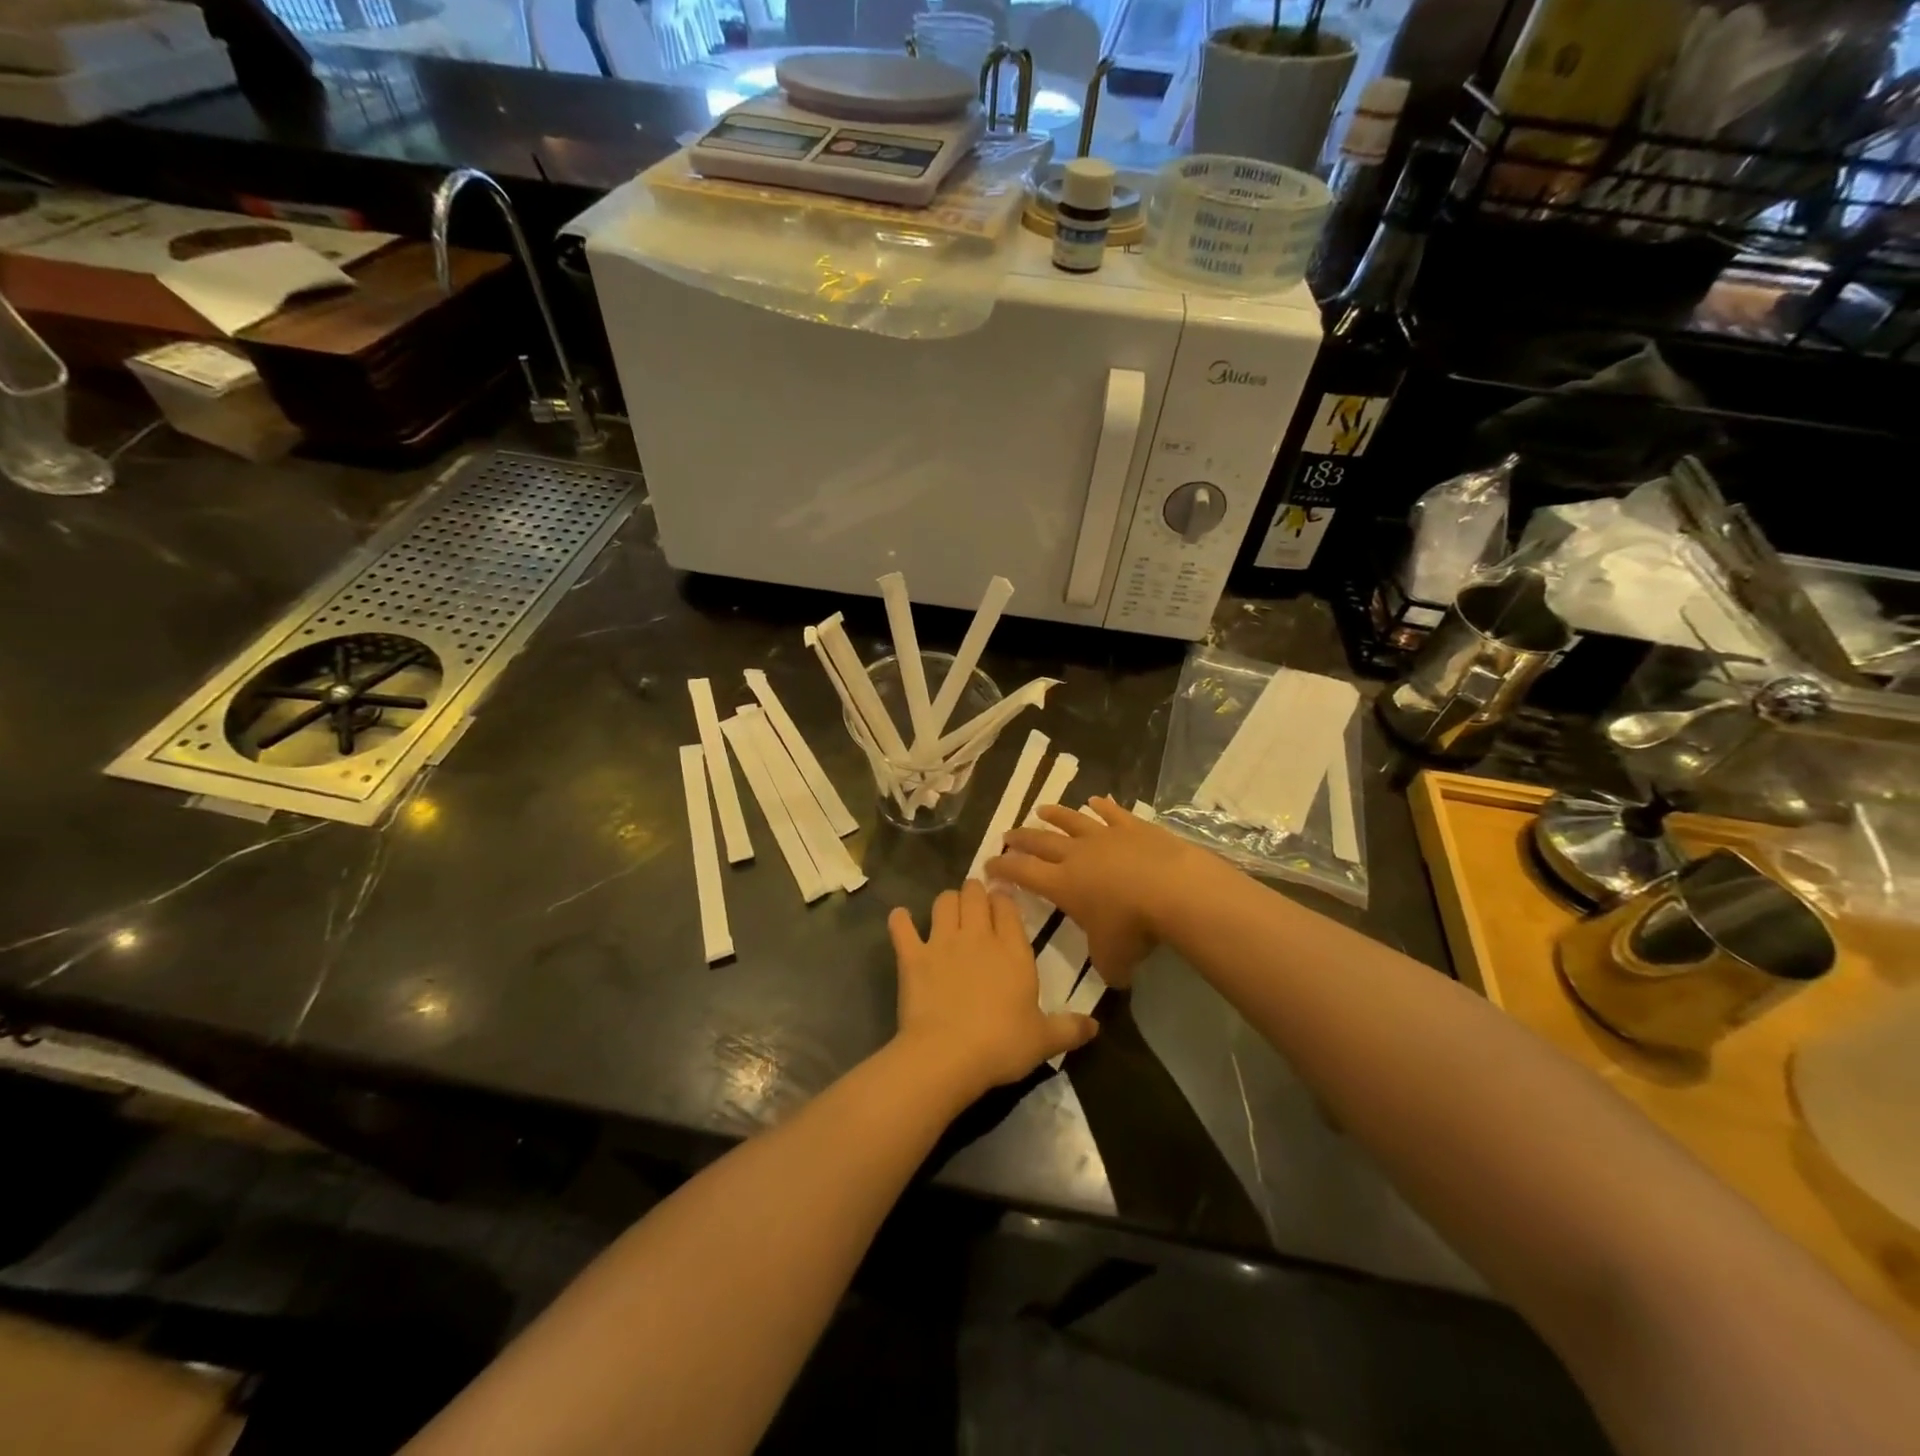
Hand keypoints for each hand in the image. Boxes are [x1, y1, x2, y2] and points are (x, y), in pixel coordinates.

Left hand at [888, 879, 1097, 1097]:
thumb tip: (1095, 1026)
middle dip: (975, 891)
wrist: (948, 1055)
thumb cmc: (1002, 1044)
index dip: (1004, 898)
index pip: (1008, 906)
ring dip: (947, 901)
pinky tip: (900, 919)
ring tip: (948, 910)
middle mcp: (978, 936)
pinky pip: (902, 928)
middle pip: (974, 894)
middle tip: (976, 900)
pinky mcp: (912, 957)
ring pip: (943, 901)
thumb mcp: (1044, 1040)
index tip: (1003, 898)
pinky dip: (900, 921)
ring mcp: (942, 942)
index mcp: (1012, 949)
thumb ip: (1070, 1028)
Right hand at [987, 796, 1214, 988]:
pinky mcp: (1134, 827)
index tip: (989, 864)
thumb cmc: (1133, 927)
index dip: (1004, 868)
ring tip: (1042, 809)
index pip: (1023, 873)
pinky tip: (1096, 800)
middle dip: (1021, 838)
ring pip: (1073, 821)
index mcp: (1062, 884)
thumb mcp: (1114, 959)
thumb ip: (1107, 967)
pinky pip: (1112, 813)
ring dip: (1056, 815)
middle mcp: (1077, 855)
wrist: (1173, 889)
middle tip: (1007, 834)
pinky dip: (1102, 806)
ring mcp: (1105, 837)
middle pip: (1041, 841)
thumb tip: (1114, 977)